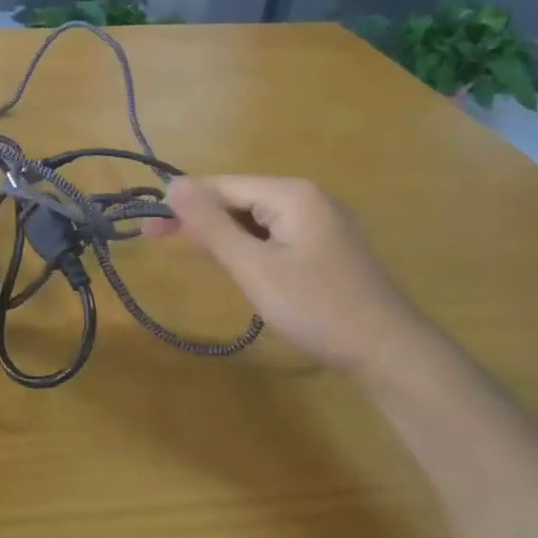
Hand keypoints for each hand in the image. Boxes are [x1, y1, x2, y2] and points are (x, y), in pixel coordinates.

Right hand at [148, 176, 421, 372]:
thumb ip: (211, 224)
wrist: (389, 353)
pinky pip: (276, 235)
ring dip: (223, 234)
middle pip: (239, 199)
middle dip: (200, 219)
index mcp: (292, 194)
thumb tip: (173, 184)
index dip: (182, 204)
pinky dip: (250, 246)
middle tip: (157, 240)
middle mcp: (309, 198)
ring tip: (192, 253)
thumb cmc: (316, 307)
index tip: (148, 227)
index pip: (222, 186)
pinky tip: (236, 263)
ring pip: (257, 219)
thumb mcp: (254, 266)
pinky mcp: (329, 247)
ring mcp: (324, 222)